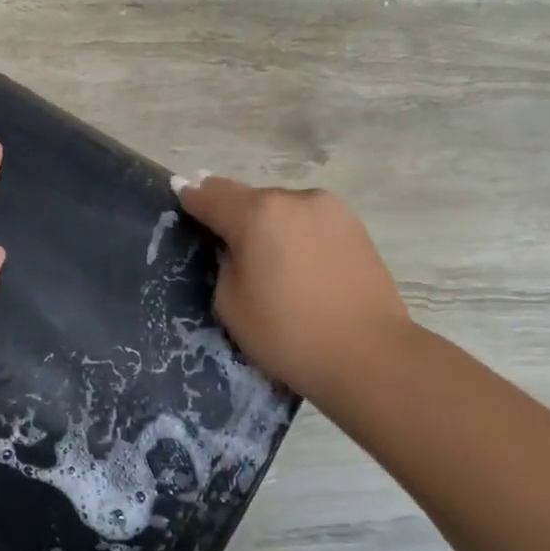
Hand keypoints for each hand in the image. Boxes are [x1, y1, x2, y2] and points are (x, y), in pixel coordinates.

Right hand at [178, 176, 409, 401]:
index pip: (212, 194)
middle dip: (235, 216)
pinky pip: (311, 224)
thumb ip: (225, 263)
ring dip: (270, 226)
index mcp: (259, 213)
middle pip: (251, 199)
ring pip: (284, 210)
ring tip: (270, 263)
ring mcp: (332, 210)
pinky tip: (301, 268)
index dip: (192, 197)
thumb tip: (237, 248)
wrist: (368, 356)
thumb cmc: (287, 334)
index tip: (181, 196)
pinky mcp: (357, 228)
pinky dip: (297, 236)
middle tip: (228, 247)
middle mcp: (296, 199)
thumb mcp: (230, 303)